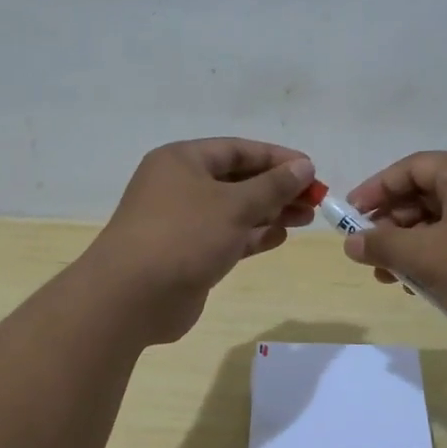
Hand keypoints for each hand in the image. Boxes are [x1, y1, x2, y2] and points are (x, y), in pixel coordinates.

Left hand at [83, 138, 317, 343]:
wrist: (131, 297)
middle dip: (277, 189)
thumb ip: (272, 186)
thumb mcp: (234, 205)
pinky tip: (280, 237)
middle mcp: (179, 186)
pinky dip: (252, 236)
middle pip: (238, 180)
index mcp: (182, 161)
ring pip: (234, 210)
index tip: (311, 170)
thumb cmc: (184, 236)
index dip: (277, 158)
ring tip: (306, 219)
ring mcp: (182, 222)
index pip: (238, 150)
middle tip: (314, 199)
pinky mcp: (187, 253)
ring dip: (269, 213)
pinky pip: (226, 237)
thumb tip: (303, 167)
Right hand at [343, 151, 446, 358]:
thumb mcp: (428, 257)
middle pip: (427, 195)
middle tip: (370, 254)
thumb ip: (383, 245)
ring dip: (414, 248)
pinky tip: (427, 289)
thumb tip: (350, 242)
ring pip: (445, 224)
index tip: (349, 216)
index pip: (411, 167)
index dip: (376, 189)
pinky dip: (441, 260)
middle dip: (393, 225)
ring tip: (393, 279)